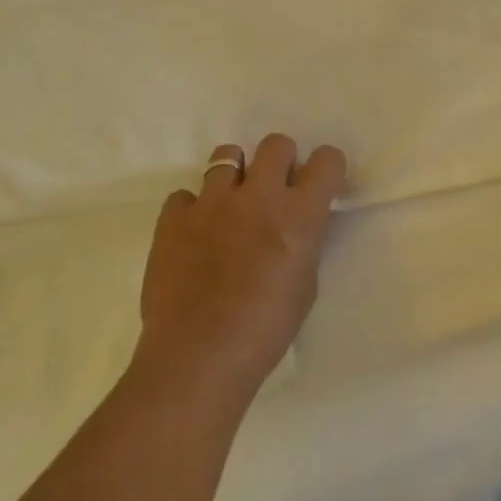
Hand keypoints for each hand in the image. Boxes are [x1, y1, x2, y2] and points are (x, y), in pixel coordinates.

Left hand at [133, 134, 346, 402]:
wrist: (199, 357)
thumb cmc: (266, 328)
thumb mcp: (305, 282)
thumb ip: (302, 242)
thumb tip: (293, 228)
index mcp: (300, 212)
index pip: (327, 159)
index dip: (326, 168)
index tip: (320, 185)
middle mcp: (260, 195)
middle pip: (276, 144)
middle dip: (281, 161)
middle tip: (275, 191)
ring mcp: (212, 202)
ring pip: (226, 155)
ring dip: (235, 176)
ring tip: (231, 207)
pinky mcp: (173, 219)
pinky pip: (185, 195)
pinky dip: (193, 209)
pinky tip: (195, 235)